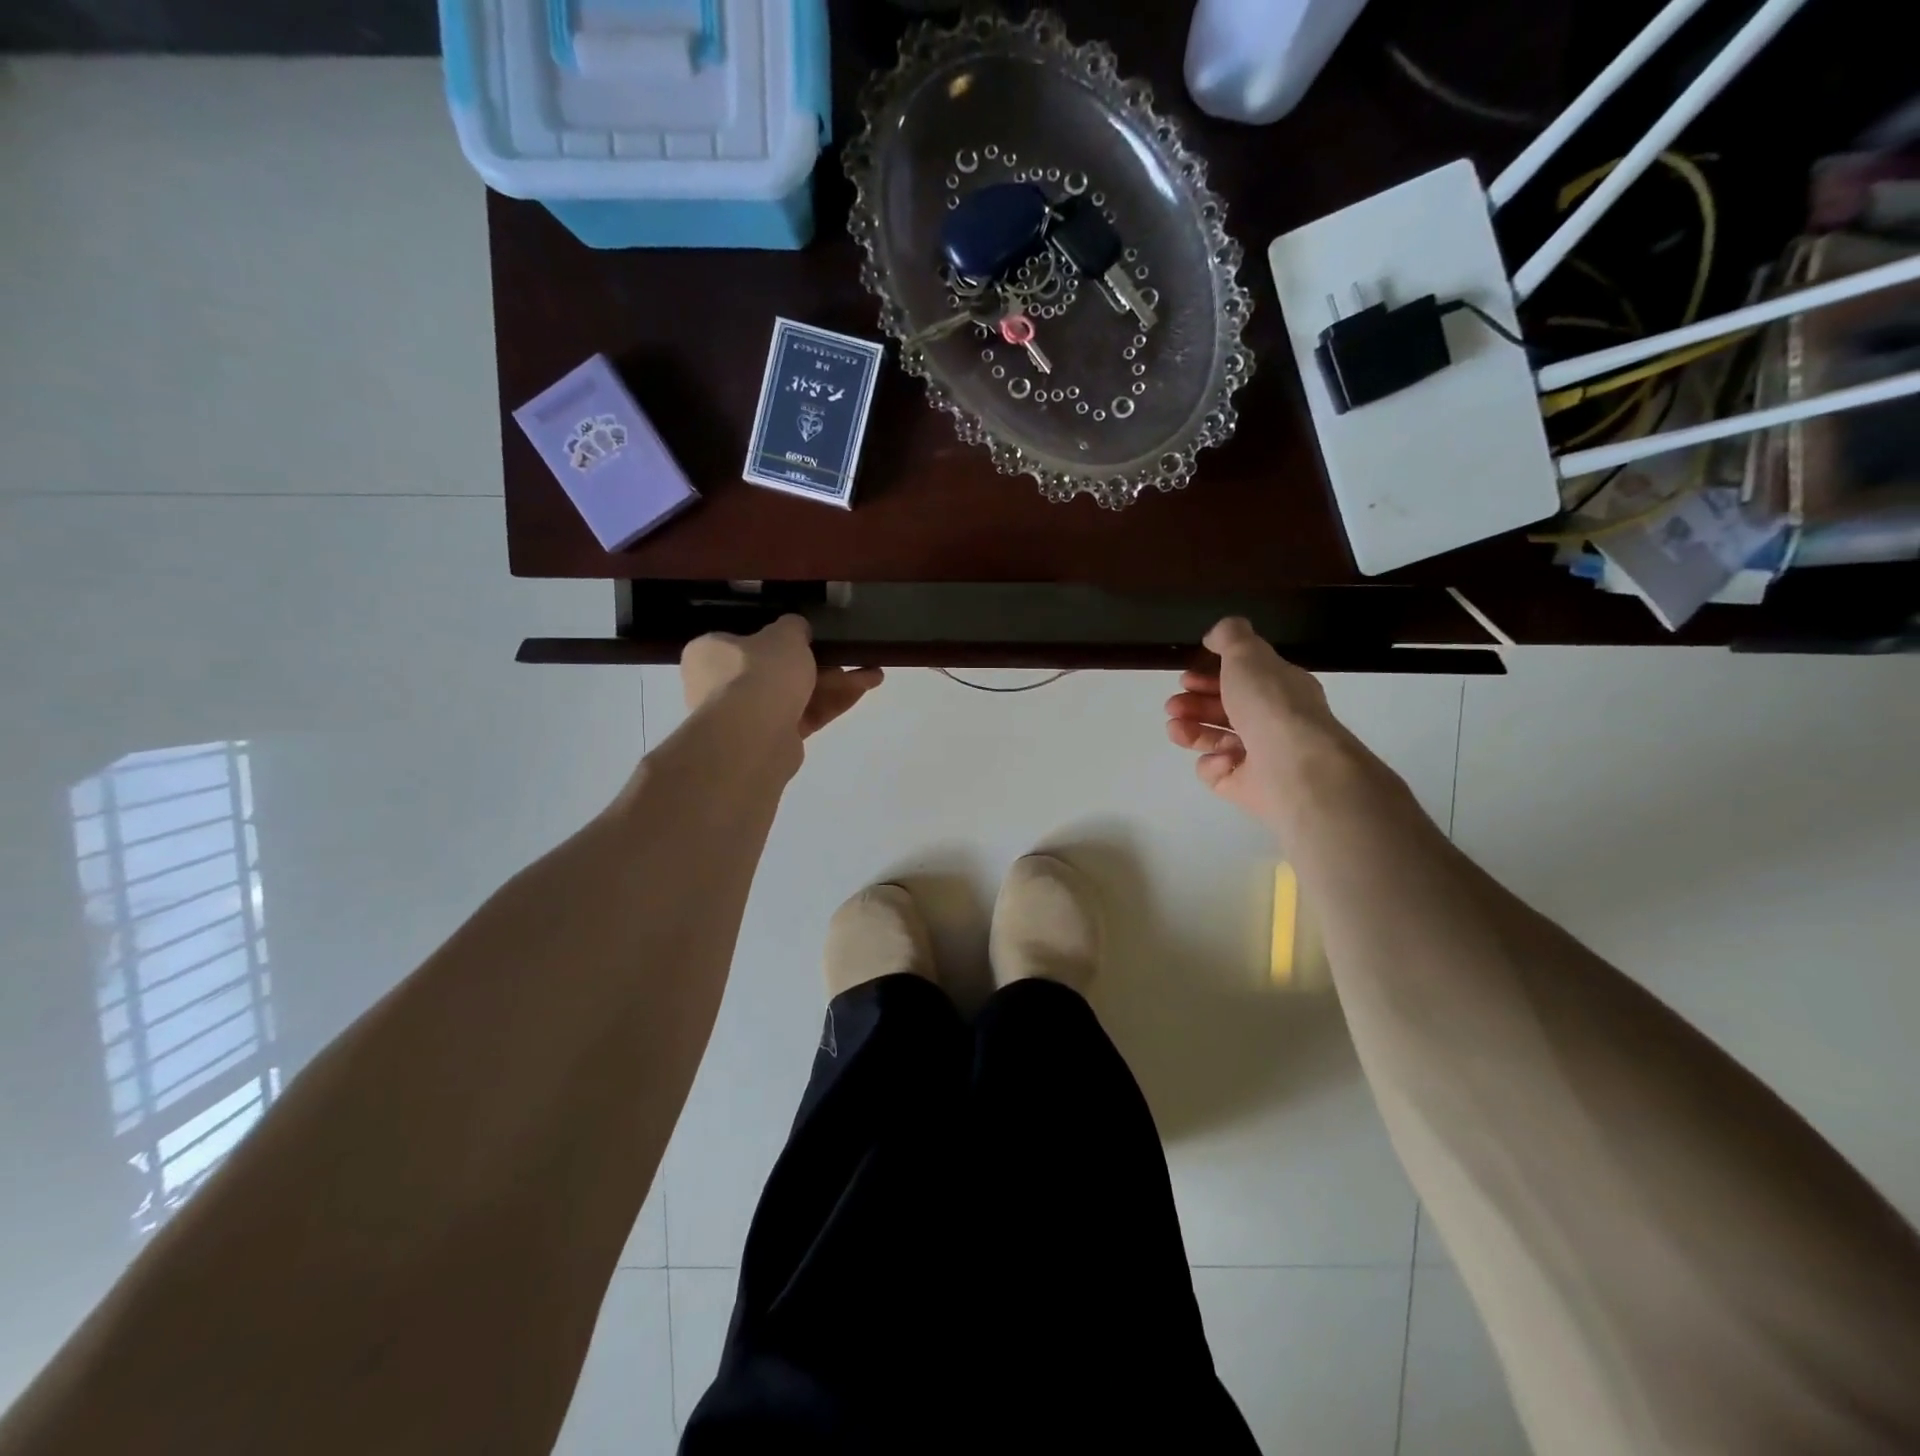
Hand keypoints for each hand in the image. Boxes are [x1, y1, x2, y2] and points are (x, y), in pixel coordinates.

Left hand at [681, 616, 882, 740]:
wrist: (753, 735)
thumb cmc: (758, 672)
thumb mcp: (783, 635)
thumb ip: (793, 627)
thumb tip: (797, 631)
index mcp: (711, 652)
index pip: (745, 640)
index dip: (779, 637)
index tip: (811, 636)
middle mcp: (721, 685)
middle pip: (778, 669)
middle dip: (821, 663)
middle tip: (849, 655)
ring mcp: (747, 716)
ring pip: (797, 694)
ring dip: (835, 683)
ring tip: (873, 675)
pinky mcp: (772, 740)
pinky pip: (805, 715)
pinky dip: (832, 703)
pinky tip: (863, 691)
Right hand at [1165, 617, 1345, 826]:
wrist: (1292, 766)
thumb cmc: (1270, 704)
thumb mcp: (1247, 654)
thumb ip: (1230, 636)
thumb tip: (1215, 635)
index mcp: (1280, 688)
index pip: (1243, 679)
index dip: (1211, 676)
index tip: (1185, 677)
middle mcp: (1272, 721)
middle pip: (1225, 709)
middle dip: (1194, 703)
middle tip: (1172, 704)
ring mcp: (1260, 757)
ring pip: (1216, 739)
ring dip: (1191, 730)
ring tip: (1175, 728)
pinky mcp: (1245, 786)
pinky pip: (1218, 772)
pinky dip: (1213, 764)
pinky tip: (1220, 760)